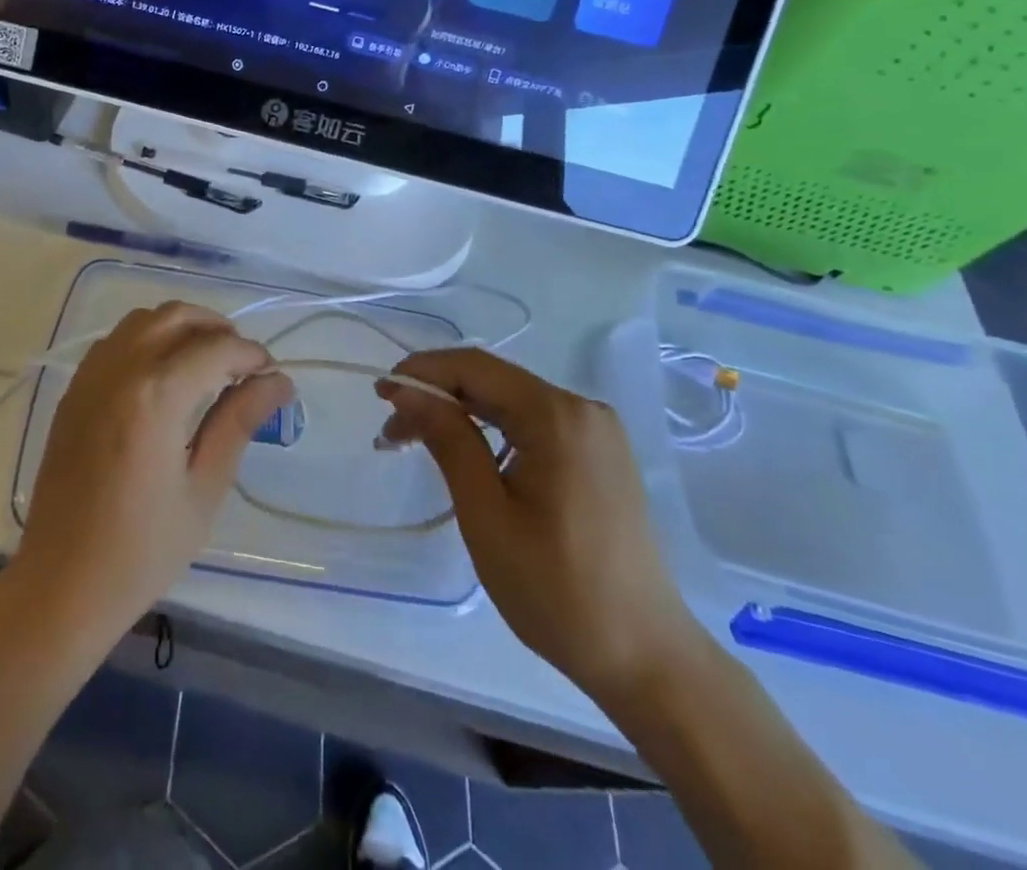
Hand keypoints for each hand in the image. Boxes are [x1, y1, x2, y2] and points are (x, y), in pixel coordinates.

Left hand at [11, 302, 292, 643]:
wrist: (62, 584)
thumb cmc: (143, 549)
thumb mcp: (204, 488)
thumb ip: (239, 422)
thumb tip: (278, 382)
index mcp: (156, 395)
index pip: (216, 348)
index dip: (251, 355)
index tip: (272, 376)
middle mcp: (120, 370)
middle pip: (177, 316)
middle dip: (217, 328)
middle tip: (242, 364)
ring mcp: (90, 377)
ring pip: (143, 320)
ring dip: (181, 327)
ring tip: (206, 362)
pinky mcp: (73, 391)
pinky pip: (115, 341)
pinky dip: (147, 339)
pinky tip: (163, 375)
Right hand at [378, 349, 701, 704]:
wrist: (646, 658)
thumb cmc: (557, 590)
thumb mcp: (486, 514)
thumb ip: (448, 440)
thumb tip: (406, 389)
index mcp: (557, 416)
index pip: (475, 367)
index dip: (422, 371)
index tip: (380, 394)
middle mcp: (582, 409)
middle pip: (494, 381)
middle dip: (438, 396)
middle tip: (392, 430)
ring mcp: (596, 432)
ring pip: (511, 401)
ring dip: (462, 413)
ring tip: (417, 441)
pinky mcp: (599, 455)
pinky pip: (534, 423)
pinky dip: (492, 430)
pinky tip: (467, 453)